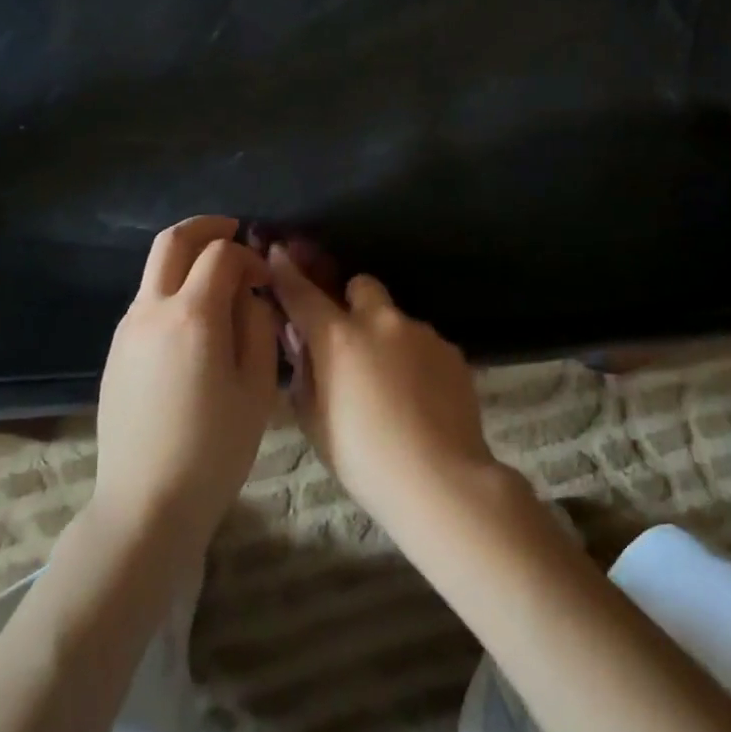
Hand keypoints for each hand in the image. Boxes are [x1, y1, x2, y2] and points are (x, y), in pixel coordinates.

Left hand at [93, 217, 279, 561]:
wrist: (147, 503)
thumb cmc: (214, 448)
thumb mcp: (257, 386)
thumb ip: (258, 325)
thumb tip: (250, 294)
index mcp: (192, 315)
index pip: (220, 254)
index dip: (249, 255)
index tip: (266, 280)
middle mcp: (151, 310)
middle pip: (172, 241)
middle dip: (206, 227)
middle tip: (235, 232)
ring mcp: (127, 330)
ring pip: (154, 269)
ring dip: (187, 259)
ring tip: (220, 281)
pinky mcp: (116, 351)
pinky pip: (146, 300)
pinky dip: (172, 288)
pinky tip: (195, 321)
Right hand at [267, 246, 497, 528]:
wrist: (439, 478)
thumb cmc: (363, 457)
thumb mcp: (314, 420)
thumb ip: (305, 371)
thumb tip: (302, 340)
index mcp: (339, 337)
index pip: (303, 293)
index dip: (287, 271)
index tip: (278, 252)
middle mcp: (381, 322)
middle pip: (361, 286)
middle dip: (351, 301)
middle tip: (348, 338)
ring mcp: (422, 333)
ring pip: (396, 318)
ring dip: (386, 337)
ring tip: (391, 385)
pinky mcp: (452, 351)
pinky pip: (424, 343)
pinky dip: (415, 359)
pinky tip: (419, 398)